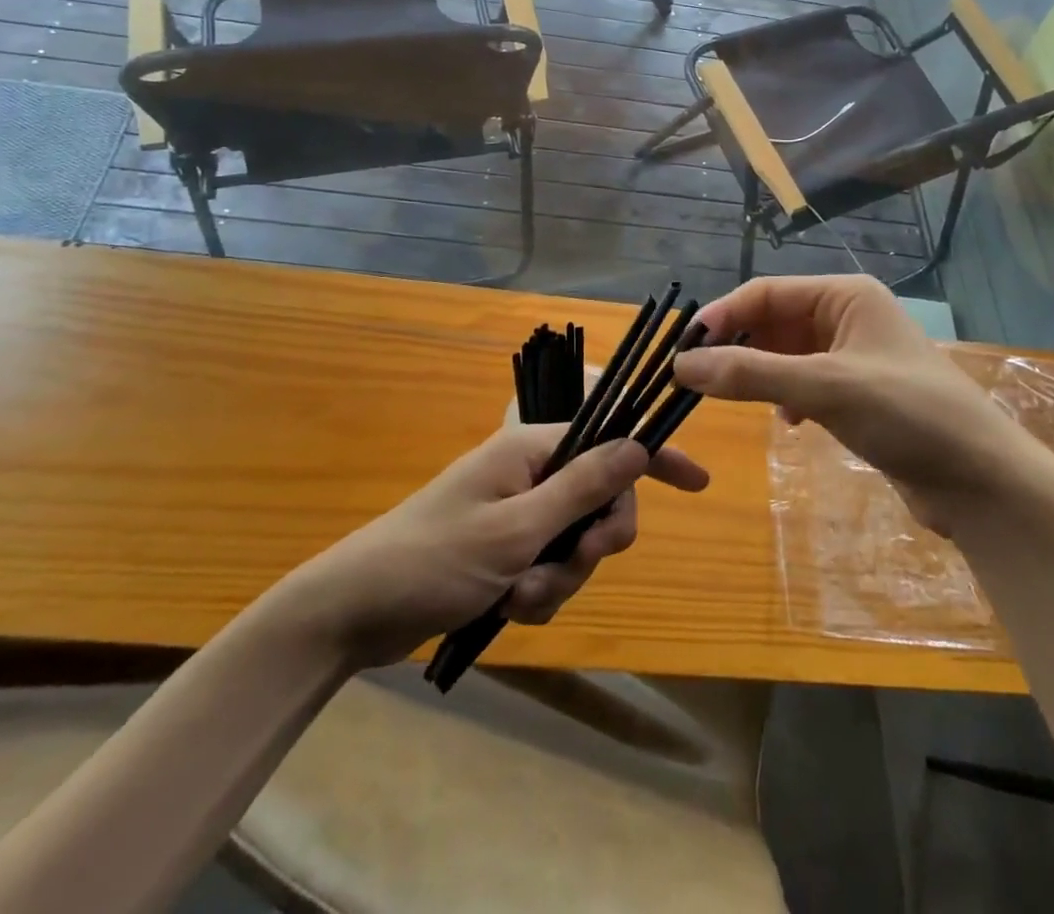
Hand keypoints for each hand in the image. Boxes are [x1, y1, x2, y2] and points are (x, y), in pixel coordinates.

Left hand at [289, 416, 708, 670]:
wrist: (356, 612)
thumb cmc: (434, 558)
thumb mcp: (516, 528)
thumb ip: (581, 486)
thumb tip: (637, 445)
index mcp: (532, 450)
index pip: (609, 440)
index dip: (653, 458)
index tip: (698, 483)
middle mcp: (530, 475)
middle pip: (599, 499)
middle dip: (594, 541)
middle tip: (573, 565)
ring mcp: (517, 515)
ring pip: (576, 542)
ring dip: (560, 577)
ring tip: (518, 597)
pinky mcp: (505, 553)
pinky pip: (550, 569)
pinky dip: (539, 592)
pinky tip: (508, 609)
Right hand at [674, 276, 1053, 526]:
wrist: (983, 482)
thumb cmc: (908, 415)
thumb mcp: (825, 388)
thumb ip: (751, 374)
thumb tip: (682, 366)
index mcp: (844, 295)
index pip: (765, 293)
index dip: (723, 317)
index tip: (684, 349)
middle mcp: (847, 316)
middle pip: (774, 321)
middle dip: (738, 347)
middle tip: (699, 379)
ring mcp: (854, 355)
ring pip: (786, 354)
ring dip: (760, 373)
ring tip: (734, 399)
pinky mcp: (858, 392)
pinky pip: (804, 381)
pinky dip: (786, 396)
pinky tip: (788, 422)